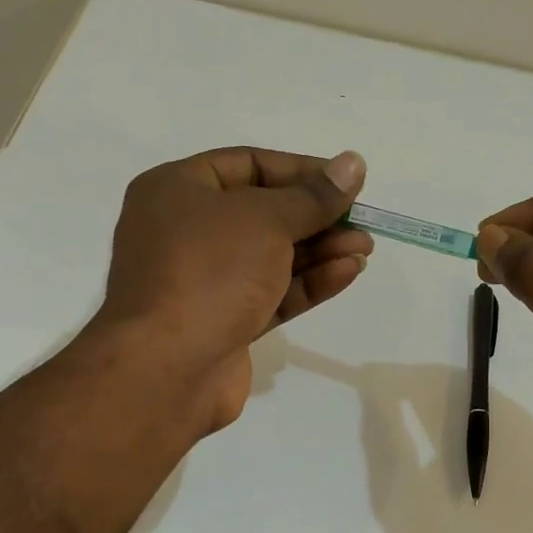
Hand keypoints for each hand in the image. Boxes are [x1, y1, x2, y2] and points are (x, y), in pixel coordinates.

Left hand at [95, 147, 372, 431]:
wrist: (167, 368)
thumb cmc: (210, 271)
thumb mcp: (266, 220)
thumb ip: (313, 196)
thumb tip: (352, 164)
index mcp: (176, 190)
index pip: (247, 164)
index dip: (301, 170)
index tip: (345, 180)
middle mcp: (185, 231)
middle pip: (262, 213)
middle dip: (316, 217)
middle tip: (361, 221)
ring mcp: (204, 280)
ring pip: (271, 256)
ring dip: (320, 250)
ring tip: (365, 248)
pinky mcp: (223, 322)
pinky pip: (271, 292)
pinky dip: (308, 282)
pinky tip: (347, 272)